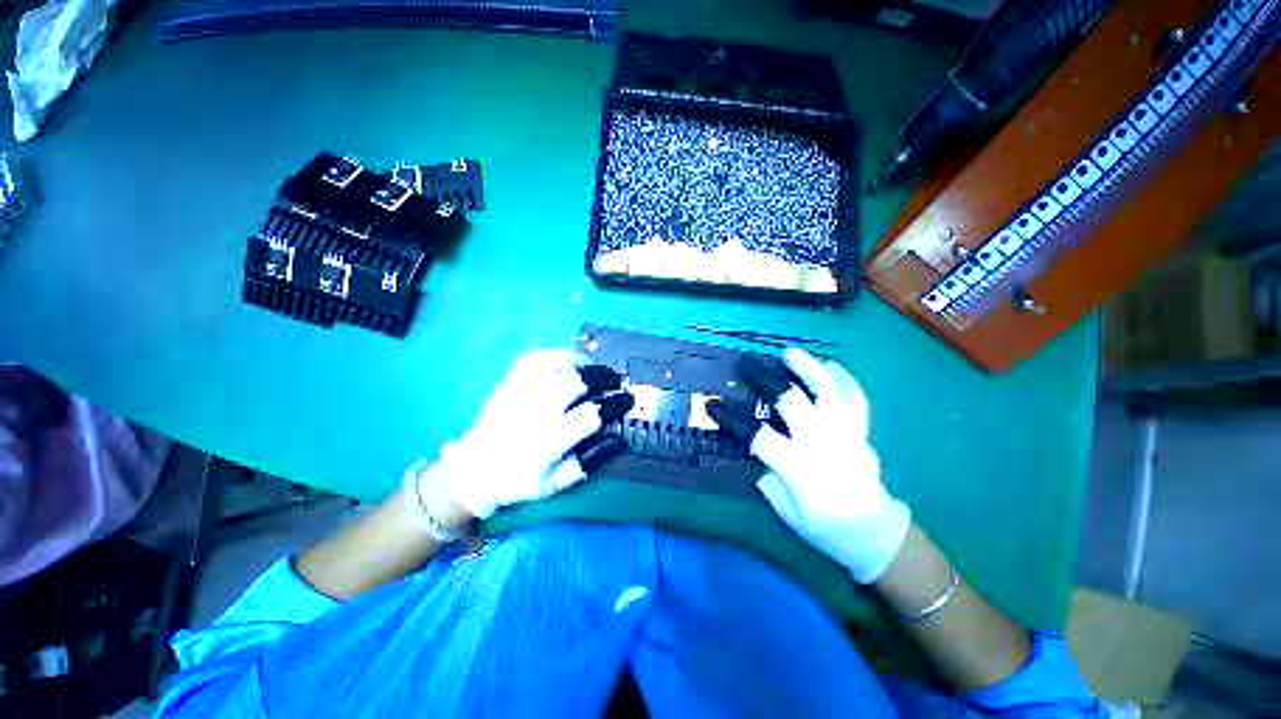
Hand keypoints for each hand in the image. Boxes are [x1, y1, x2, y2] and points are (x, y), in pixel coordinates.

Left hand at [424, 349, 633, 522]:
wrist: (471, 471)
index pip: (590, 414)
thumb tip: (619, 439)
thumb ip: (589, 462)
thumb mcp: (555, 484)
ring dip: (580, 361)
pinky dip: (555, 355)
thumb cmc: (518, 480)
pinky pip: (533, 357)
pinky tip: (567, 363)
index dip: (615, 404)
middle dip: (602, 376)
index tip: (626, 401)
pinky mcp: (508, 383)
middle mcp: (533, 412)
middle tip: (614, 381)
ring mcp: (518, 393)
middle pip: (575, 380)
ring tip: (592, 368)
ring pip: (553, 362)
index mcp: (547, 441)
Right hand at [708, 348, 909, 583]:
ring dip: (807, 368)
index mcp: (798, 467)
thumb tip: (758, 452)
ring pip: (828, 391)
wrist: (874, 533)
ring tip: (790, 353)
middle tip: (747, 364)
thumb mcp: (787, 513)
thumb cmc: (825, 528)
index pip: (758, 435)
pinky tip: (830, 364)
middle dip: (765, 378)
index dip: (732, 418)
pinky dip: (844, 379)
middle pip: (791, 401)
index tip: (714, 405)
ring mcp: (845, 434)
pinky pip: (856, 398)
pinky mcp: (862, 432)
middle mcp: (822, 444)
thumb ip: (769, 479)